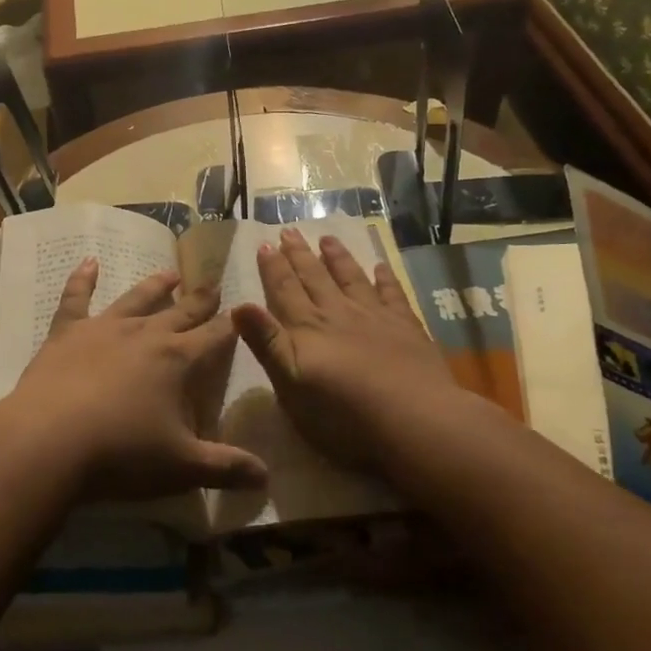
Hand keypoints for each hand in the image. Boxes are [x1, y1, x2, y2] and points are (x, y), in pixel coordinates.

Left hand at [1, 259, 267, 502]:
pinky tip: (88, 261)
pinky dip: (83, 278)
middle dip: (200, 300)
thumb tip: (267, 478)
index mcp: (178, 360)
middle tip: (213, 284)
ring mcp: (104, 328)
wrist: (48, 442)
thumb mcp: (182, 467)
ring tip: (170, 273)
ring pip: (136, 298)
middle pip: (180, 311)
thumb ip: (226, 467)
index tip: (243, 313)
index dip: (231, 326)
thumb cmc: (121, 454)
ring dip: (155, 285)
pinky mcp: (67, 332)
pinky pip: (76, 298)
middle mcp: (145, 334)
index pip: (215, 337)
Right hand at [231, 228, 458, 469]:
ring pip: (351, 279)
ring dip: (338, 258)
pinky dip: (385, 278)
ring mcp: (375, 317)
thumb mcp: (290, 384)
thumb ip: (266, 343)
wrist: (412, 420)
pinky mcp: (406, 328)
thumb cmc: (342, 413)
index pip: (284, 291)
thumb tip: (238, 305)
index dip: (273, 268)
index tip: (265, 244)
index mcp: (307, 329)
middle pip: (314, 278)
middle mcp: (338, 314)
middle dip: (300, 255)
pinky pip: (392, 294)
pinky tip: (380, 267)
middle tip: (289, 231)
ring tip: (328, 238)